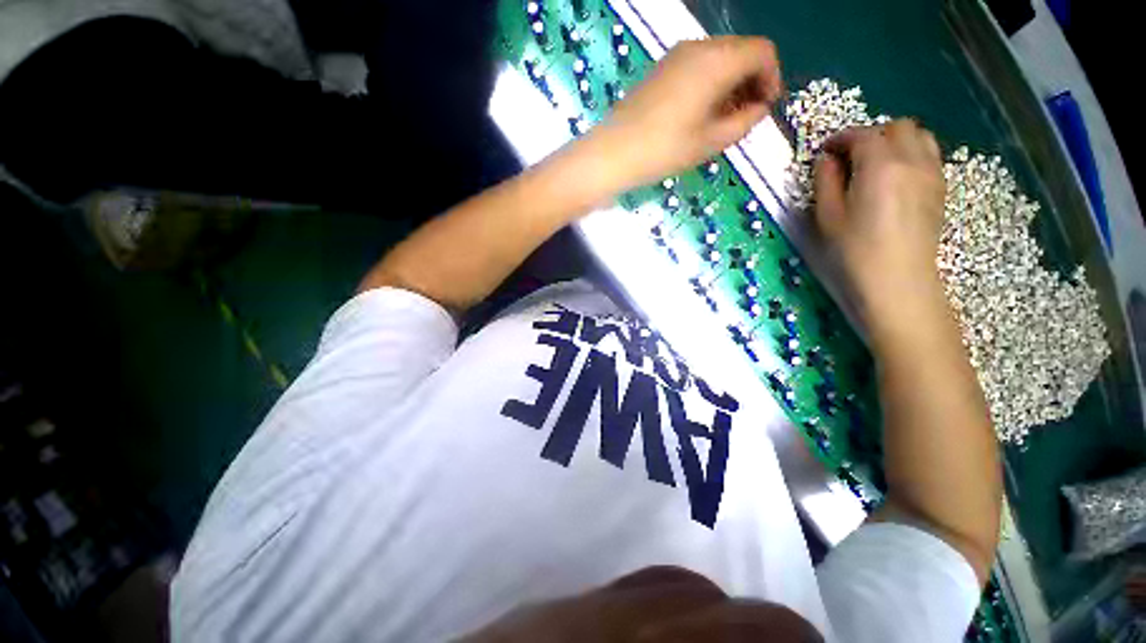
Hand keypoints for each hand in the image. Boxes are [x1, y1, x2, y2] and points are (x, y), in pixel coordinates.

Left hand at [595, 36, 781, 189]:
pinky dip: (709, 83)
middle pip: (741, 51)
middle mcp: (699, 47)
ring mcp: (676, 56)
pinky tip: (700, 113)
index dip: (772, 78)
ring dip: (730, 83)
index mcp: (717, 60)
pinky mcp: (661, 69)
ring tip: (722, 120)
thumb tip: (759, 108)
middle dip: (751, 81)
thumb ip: (745, 121)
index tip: (765, 109)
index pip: (762, 52)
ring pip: (719, 58)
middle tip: (745, 117)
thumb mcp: (711, 142)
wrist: (613, 153)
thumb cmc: (664, 150)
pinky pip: (697, 66)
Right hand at [813, 120, 946, 333]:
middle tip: (850, 157)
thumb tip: (826, 160)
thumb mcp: (827, 216)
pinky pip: (929, 155)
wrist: (897, 280)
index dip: (840, 139)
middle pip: (897, 127)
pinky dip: (911, 155)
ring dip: (895, 141)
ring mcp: (931, 173)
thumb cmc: (854, 250)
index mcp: (880, 166)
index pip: (862, 135)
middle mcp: (912, 160)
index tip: (824, 151)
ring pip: (919, 137)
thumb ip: (825, 181)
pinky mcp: (939, 189)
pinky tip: (894, 178)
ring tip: (874, 164)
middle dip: (871, 135)